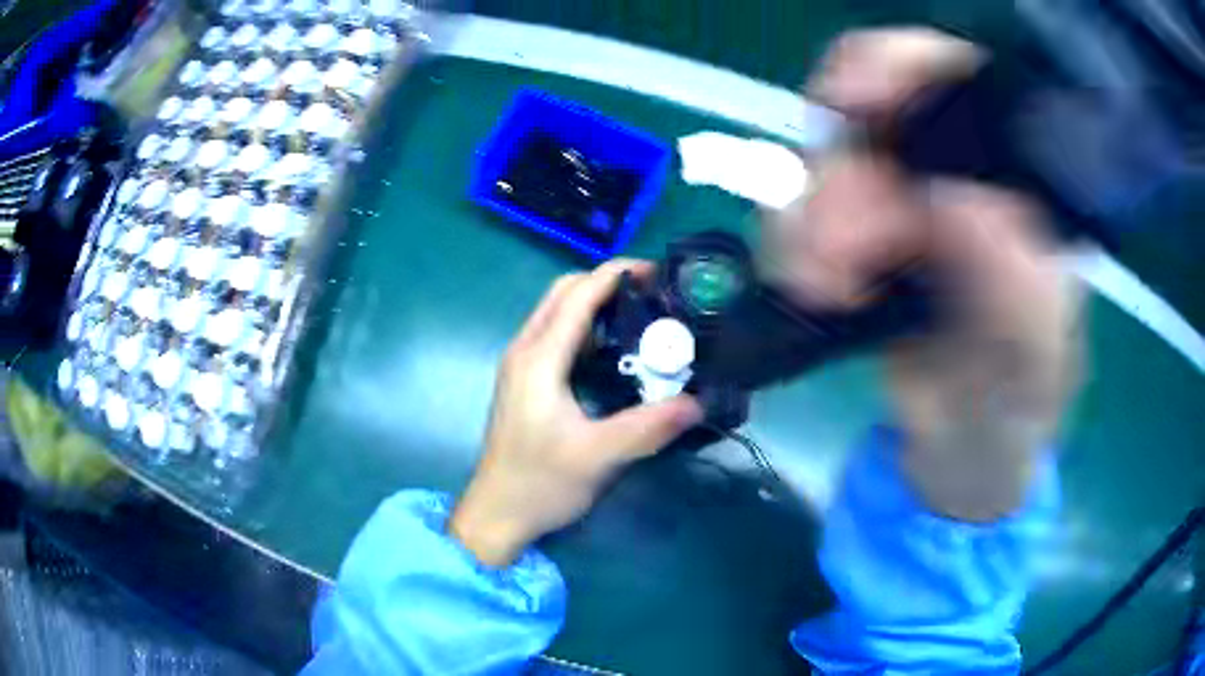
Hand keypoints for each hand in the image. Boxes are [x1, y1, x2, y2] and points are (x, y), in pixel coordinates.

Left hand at [449, 261, 703, 566]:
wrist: (497, 514)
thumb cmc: (540, 484)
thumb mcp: (599, 457)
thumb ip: (649, 427)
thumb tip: (699, 403)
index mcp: (538, 358)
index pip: (579, 294)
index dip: (618, 274)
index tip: (660, 273)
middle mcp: (525, 350)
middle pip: (564, 292)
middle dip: (608, 283)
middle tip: (656, 296)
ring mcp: (521, 365)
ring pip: (558, 312)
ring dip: (597, 304)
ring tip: (644, 318)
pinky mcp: (525, 381)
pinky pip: (556, 335)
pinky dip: (587, 328)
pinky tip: (617, 352)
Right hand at [770, 28, 1082, 520]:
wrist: (966, 442)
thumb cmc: (1019, 394)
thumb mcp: (1034, 346)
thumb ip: (1014, 280)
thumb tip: (951, 201)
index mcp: (1009, 173)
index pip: (950, 75)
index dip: (894, 68)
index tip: (850, 103)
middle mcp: (949, 167)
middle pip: (867, 110)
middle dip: (846, 174)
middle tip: (850, 253)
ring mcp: (895, 197)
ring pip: (819, 160)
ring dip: (812, 221)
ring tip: (834, 289)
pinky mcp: (850, 237)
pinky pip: (794, 211)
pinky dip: (792, 247)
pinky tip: (822, 291)